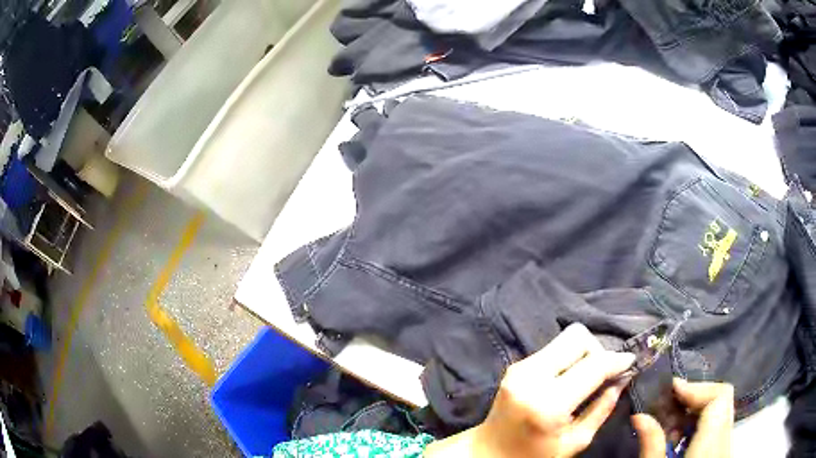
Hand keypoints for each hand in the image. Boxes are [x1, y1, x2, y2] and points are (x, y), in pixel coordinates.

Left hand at [425, 323, 635, 457]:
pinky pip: (552, 348)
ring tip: (585, 378)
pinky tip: (568, 379)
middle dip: (597, 351)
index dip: (617, 360)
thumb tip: (623, 377)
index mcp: (548, 403)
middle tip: (602, 374)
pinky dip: (567, 358)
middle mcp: (532, 377)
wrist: (490, 451)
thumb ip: (602, 407)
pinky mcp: (515, 365)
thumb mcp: (575, 441)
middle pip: (577, 336)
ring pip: (564, 338)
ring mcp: (520, 367)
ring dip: (582, 353)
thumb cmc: (534, 454)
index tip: (631, 361)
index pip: (593, 365)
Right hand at [632, 379, 733, 457]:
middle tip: (670, 404)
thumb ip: (651, 444)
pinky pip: (719, 427)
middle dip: (696, 398)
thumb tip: (639, 416)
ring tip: (672, 426)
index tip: (672, 389)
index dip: (697, 388)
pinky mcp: (722, 453)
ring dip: (697, 412)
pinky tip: (682, 442)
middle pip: (722, 400)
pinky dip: (701, 426)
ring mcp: (726, 445)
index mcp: (712, 442)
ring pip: (721, 413)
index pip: (719, 397)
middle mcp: (725, 438)